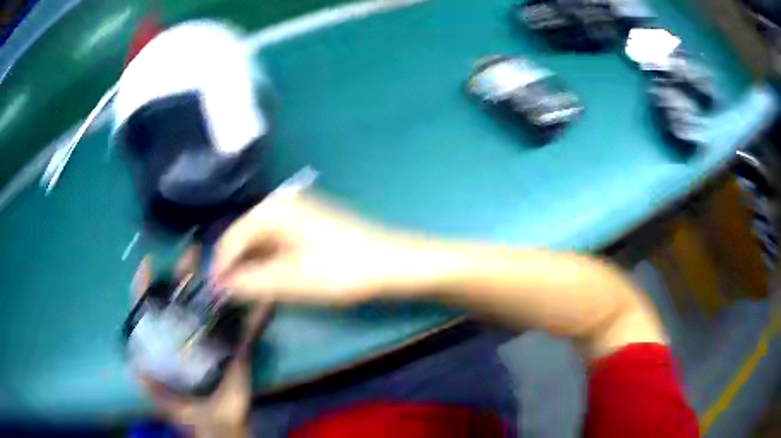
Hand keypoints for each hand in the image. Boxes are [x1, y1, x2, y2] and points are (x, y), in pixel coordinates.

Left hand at [132, 250, 270, 437]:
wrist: (224, 427)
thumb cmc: (191, 414)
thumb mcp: (166, 402)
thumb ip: (151, 387)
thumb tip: (132, 368)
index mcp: (170, 346)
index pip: (154, 313)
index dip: (148, 289)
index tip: (148, 263)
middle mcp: (189, 337)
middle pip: (184, 301)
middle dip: (186, 275)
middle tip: (192, 250)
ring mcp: (214, 341)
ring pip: (214, 309)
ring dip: (218, 287)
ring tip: (223, 261)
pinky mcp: (237, 350)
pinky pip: (248, 331)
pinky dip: (257, 317)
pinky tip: (264, 300)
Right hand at [212, 192, 432, 305]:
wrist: (392, 263)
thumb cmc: (343, 270)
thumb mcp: (292, 280)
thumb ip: (251, 282)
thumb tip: (221, 286)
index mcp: (274, 209)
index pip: (232, 237)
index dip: (222, 266)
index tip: (215, 293)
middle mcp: (282, 203)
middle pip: (245, 236)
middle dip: (236, 266)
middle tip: (230, 296)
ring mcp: (297, 212)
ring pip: (261, 241)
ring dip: (252, 266)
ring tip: (246, 292)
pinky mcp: (309, 225)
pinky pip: (277, 242)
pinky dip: (269, 262)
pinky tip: (268, 280)